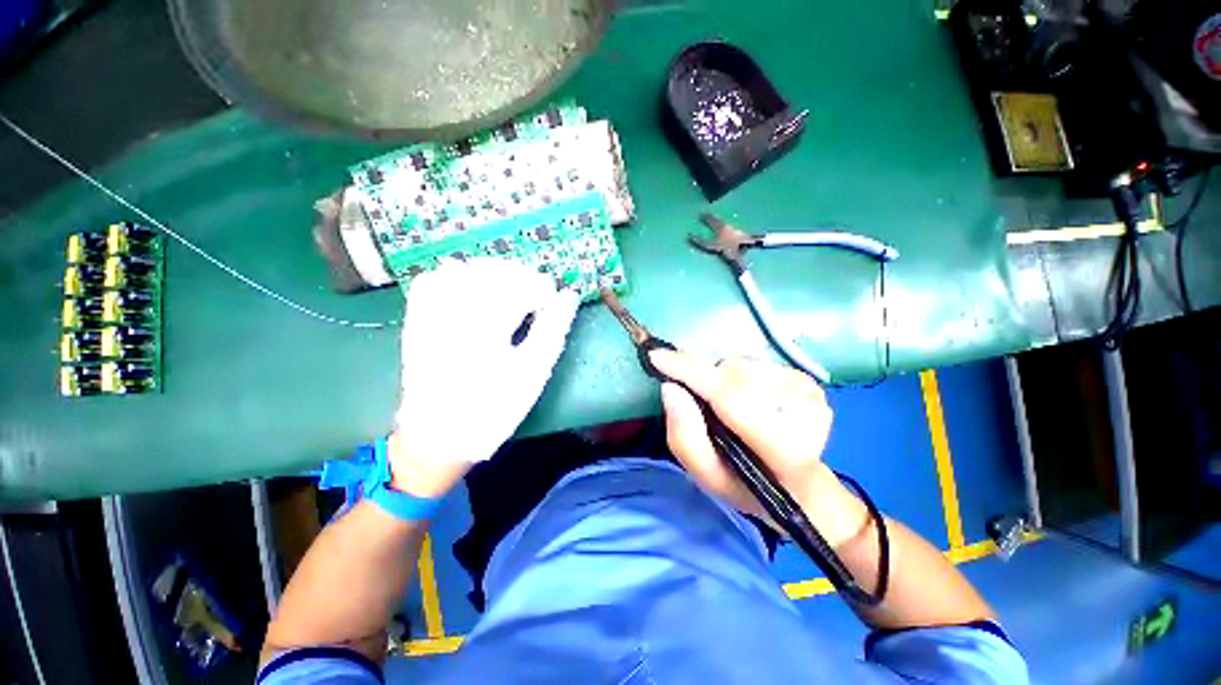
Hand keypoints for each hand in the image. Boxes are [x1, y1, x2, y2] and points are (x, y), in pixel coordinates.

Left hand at [391, 259, 578, 494]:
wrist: (439, 435)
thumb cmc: (495, 407)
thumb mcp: (533, 373)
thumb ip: (553, 329)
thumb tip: (569, 295)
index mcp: (487, 328)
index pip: (519, 287)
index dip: (542, 288)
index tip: (555, 299)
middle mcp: (454, 313)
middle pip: (491, 272)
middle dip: (520, 276)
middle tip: (537, 292)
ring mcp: (430, 314)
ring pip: (461, 270)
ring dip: (491, 272)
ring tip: (509, 288)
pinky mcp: (416, 320)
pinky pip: (429, 282)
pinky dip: (454, 276)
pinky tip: (470, 287)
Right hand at [650, 352, 868, 547]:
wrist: (801, 488)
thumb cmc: (749, 487)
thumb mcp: (708, 477)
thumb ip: (685, 437)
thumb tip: (670, 388)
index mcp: (783, 446)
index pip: (728, 394)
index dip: (689, 371)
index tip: (657, 356)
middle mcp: (804, 411)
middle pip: (732, 375)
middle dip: (707, 381)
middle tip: (702, 405)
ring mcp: (810, 392)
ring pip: (742, 366)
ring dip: (724, 381)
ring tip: (729, 409)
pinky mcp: (808, 381)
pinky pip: (755, 365)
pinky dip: (740, 379)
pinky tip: (750, 402)